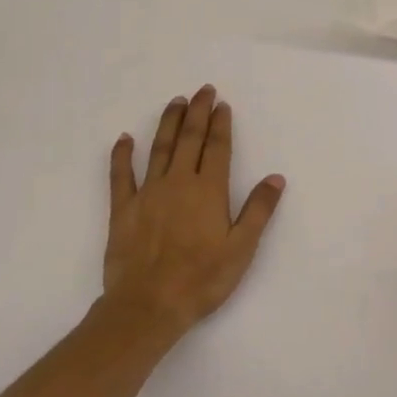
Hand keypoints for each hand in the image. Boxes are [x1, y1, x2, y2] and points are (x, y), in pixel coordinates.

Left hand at [100, 85, 285, 347]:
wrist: (148, 305)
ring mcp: (147, 193)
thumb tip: (275, 177)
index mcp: (209, 191)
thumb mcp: (242, 248)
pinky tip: (124, 138)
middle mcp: (178, 183)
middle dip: (197, 113)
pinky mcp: (122, 209)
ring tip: (175, 102)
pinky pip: (120, 175)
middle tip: (202, 90)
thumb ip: (259, 210)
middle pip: (189, 140)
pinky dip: (121, 155)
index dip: (221, 125)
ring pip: (159, 148)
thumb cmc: (202, 279)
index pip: (218, 148)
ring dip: (168, 123)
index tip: (222, 104)